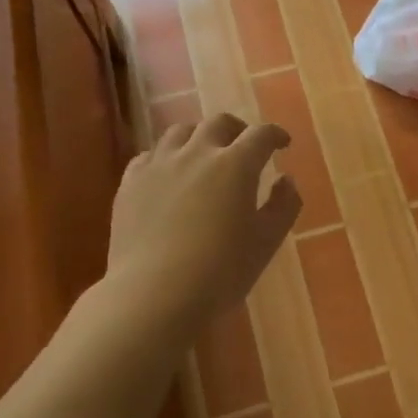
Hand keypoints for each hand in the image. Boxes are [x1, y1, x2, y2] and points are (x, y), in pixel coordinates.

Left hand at [104, 113, 301, 329]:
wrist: (154, 293)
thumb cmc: (221, 271)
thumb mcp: (267, 242)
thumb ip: (284, 206)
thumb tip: (286, 180)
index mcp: (236, 165)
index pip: (261, 135)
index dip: (275, 135)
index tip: (283, 144)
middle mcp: (197, 153)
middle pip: (219, 123)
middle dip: (237, 129)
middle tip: (245, 146)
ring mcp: (159, 164)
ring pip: (180, 132)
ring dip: (199, 137)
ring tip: (205, 154)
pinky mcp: (130, 182)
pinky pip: (150, 155)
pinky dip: (167, 156)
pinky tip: (170, 174)